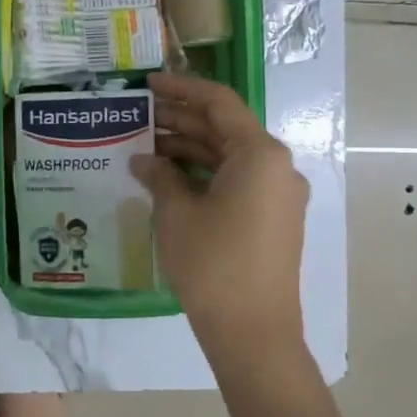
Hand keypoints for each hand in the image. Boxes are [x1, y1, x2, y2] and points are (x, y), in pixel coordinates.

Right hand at [131, 72, 309, 360]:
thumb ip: (160, 176)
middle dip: (182, 121)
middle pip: (225, 129)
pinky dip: (205, 175)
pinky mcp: (273, 219)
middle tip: (138, 117)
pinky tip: (169, 179)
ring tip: (145, 147)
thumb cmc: (213, 264)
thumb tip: (144, 160)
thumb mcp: (177, 214)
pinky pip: (238, 182)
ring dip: (191, 149)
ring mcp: (278, 195)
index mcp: (260, 154)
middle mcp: (277, 166)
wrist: (253, 332)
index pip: (219, 103)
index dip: (182, 89)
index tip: (148, 84)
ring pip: (230, 157)